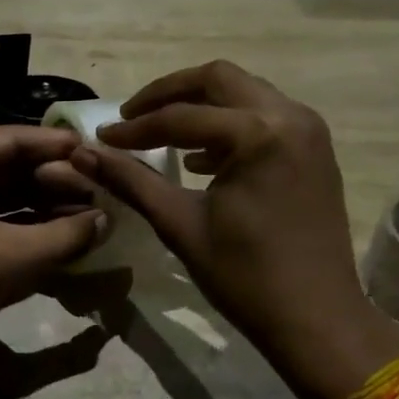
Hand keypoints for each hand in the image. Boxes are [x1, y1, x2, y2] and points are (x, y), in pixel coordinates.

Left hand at [0, 126, 106, 369]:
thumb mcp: (8, 255)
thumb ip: (63, 236)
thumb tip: (107, 221)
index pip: (10, 140)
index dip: (53, 144)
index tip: (93, 150)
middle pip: (11, 168)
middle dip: (55, 179)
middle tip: (99, 188)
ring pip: (8, 198)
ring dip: (47, 206)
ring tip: (91, 213)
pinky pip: (1, 225)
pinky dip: (31, 230)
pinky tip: (65, 237)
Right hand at [69, 61, 398, 398]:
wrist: (317, 318)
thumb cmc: (245, 276)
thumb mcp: (180, 224)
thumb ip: (131, 180)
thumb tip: (81, 154)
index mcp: (259, 133)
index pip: (181, 116)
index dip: (136, 127)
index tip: (103, 138)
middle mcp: (290, 117)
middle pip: (219, 80)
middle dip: (170, 94)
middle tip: (132, 117)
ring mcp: (309, 132)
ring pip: (244, 94)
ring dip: (202, 107)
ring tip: (162, 135)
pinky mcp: (315, 151)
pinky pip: (265, 118)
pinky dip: (230, 126)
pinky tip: (201, 159)